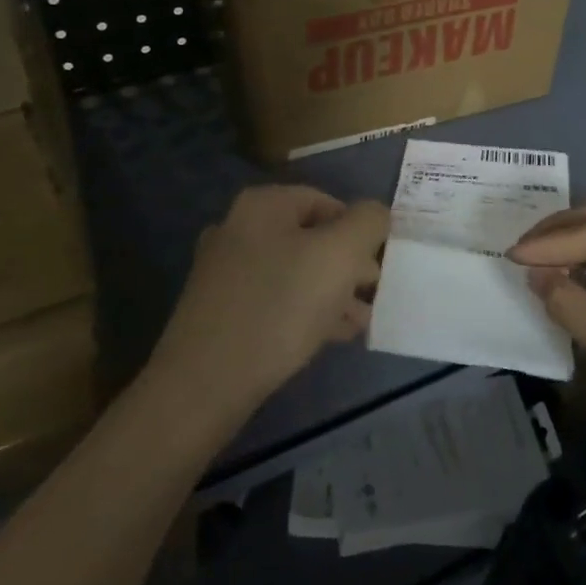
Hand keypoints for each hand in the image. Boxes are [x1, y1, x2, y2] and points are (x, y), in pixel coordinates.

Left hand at [147, 184, 388, 422]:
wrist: (205, 382)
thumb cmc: (280, 306)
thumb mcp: (340, 254)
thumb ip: (368, 222)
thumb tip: (376, 214)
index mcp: (263, 205)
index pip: (327, 202)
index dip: (360, 230)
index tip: (380, 265)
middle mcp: (238, 228)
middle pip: (311, 238)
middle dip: (349, 266)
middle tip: (375, 294)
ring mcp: (224, 271)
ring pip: (295, 272)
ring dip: (333, 292)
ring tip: (360, 321)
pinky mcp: (220, 311)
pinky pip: (275, 300)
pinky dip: (305, 312)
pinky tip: (330, 336)